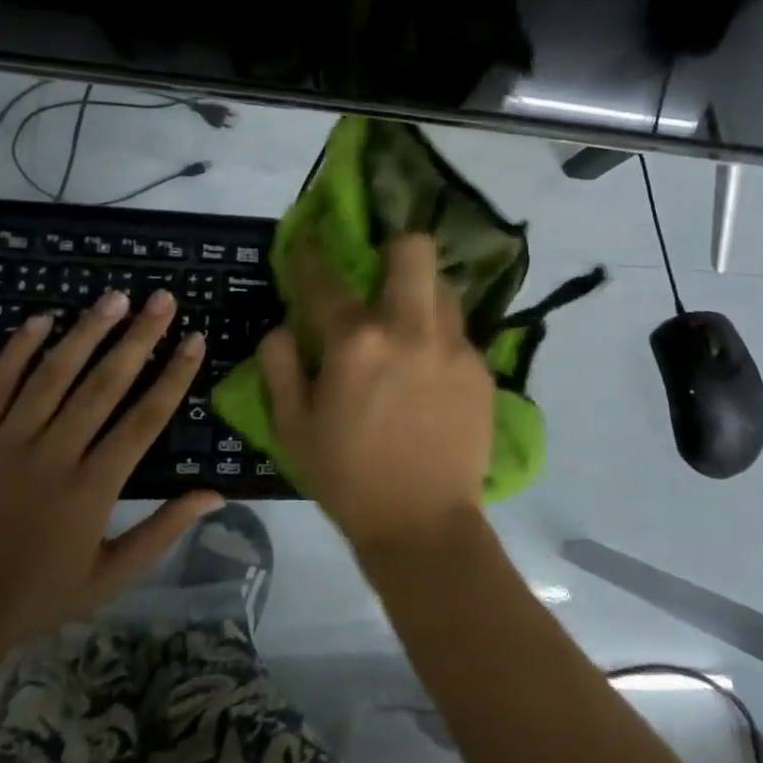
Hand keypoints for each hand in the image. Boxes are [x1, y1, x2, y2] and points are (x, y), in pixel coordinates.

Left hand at [0, 290, 223, 662]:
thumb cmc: (35, 596)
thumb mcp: (111, 576)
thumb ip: (164, 530)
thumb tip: (216, 495)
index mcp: (93, 488)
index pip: (145, 419)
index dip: (174, 376)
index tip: (195, 339)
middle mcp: (54, 455)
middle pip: (105, 384)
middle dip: (139, 337)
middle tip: (162, 299)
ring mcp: (6, 444)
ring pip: (54, 375)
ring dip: (87, 331)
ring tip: (115, 297)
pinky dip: (19, 349)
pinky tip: (42, 319)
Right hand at [258, 234, 493, 554]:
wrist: (424, 525)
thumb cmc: (348, 478)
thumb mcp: (293, 428)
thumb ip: (281, 366)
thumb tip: (284, 327)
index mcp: (356, 342)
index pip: (327, 277)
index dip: (313, 251)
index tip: (311, 236)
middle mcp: (410, 328)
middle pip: (415, 249)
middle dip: (395, 245)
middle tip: (382, 268)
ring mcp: (454, 346)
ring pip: (444, 287)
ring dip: (422, 293)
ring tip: (409, 322)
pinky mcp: (481, 368)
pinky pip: (458, 331)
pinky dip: (439, 337)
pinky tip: (430, 370)